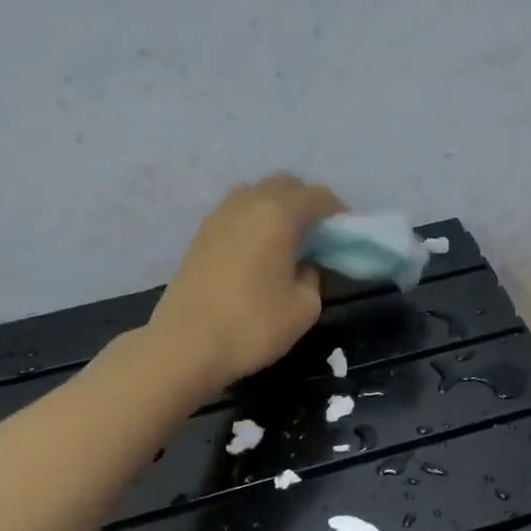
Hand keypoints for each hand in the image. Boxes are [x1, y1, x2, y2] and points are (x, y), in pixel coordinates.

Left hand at [149, 174, 344, 392]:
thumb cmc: (252, 325)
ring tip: (288, 243)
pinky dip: (255, 222)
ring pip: (256, 195)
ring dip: (277, 209)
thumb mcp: (304, 307)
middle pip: (285, 185)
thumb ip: (313, 277)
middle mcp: (248, 203)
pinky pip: (237, 214)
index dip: (338, 212)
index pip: (318, 196)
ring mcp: (219, 216)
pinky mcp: (201, 235)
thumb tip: (303, 266)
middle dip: (306, 202)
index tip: (346, 235)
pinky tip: (260, 253)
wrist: (185, 345)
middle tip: (318, 235)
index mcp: (278, 214)